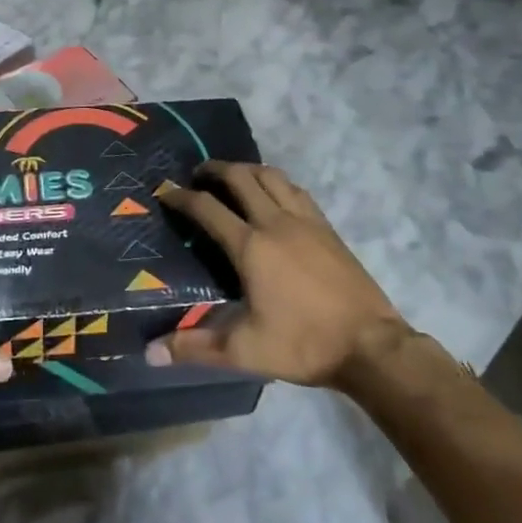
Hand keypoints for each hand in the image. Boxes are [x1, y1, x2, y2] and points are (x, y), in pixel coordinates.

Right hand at [149, 162, 409, 387]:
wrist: (371, 346)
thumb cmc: (303, 344)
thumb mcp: (245, 350)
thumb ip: (196, 348)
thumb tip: (151, 353)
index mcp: (250, 246)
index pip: (207, 208)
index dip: (182, 197)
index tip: (165, 192)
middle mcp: (275, 222)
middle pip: (240, 177)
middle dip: (214, 169)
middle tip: (198, 175)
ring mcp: (305, 221)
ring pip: (271, 176)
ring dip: (247, 170)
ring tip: (233, 178)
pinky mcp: (327, 228)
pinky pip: (296, 190)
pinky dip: (277, 183)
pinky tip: (275, 196)